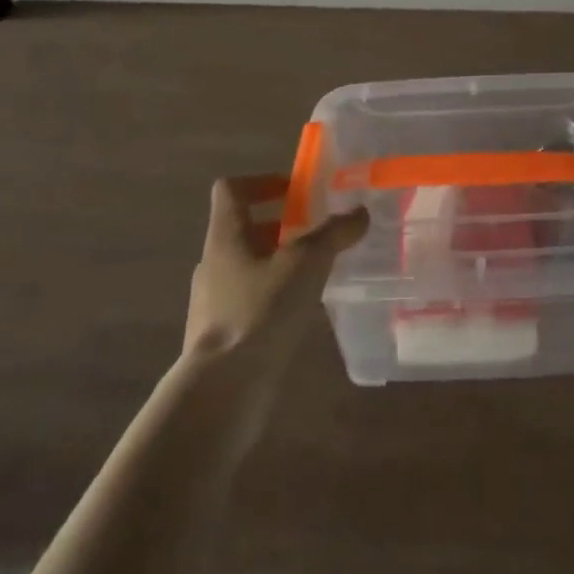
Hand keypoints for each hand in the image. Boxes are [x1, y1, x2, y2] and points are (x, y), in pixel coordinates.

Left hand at [183, 175, 367, 369]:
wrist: (222, 391)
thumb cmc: (259, 312)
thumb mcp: (306, 264)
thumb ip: (334, 234)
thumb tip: (360, 211)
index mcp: (225, 237)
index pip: (231, 190)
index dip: (261, 182)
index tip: (295, 191)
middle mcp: (213, 264)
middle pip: (244, 229)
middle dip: (281, 226)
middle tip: (317, 232)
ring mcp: (213, 303)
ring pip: (248, 268)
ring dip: (279, 264)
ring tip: (317, 274)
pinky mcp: (222, 338)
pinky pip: (250, 303)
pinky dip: (275, 299)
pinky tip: (302, 313)